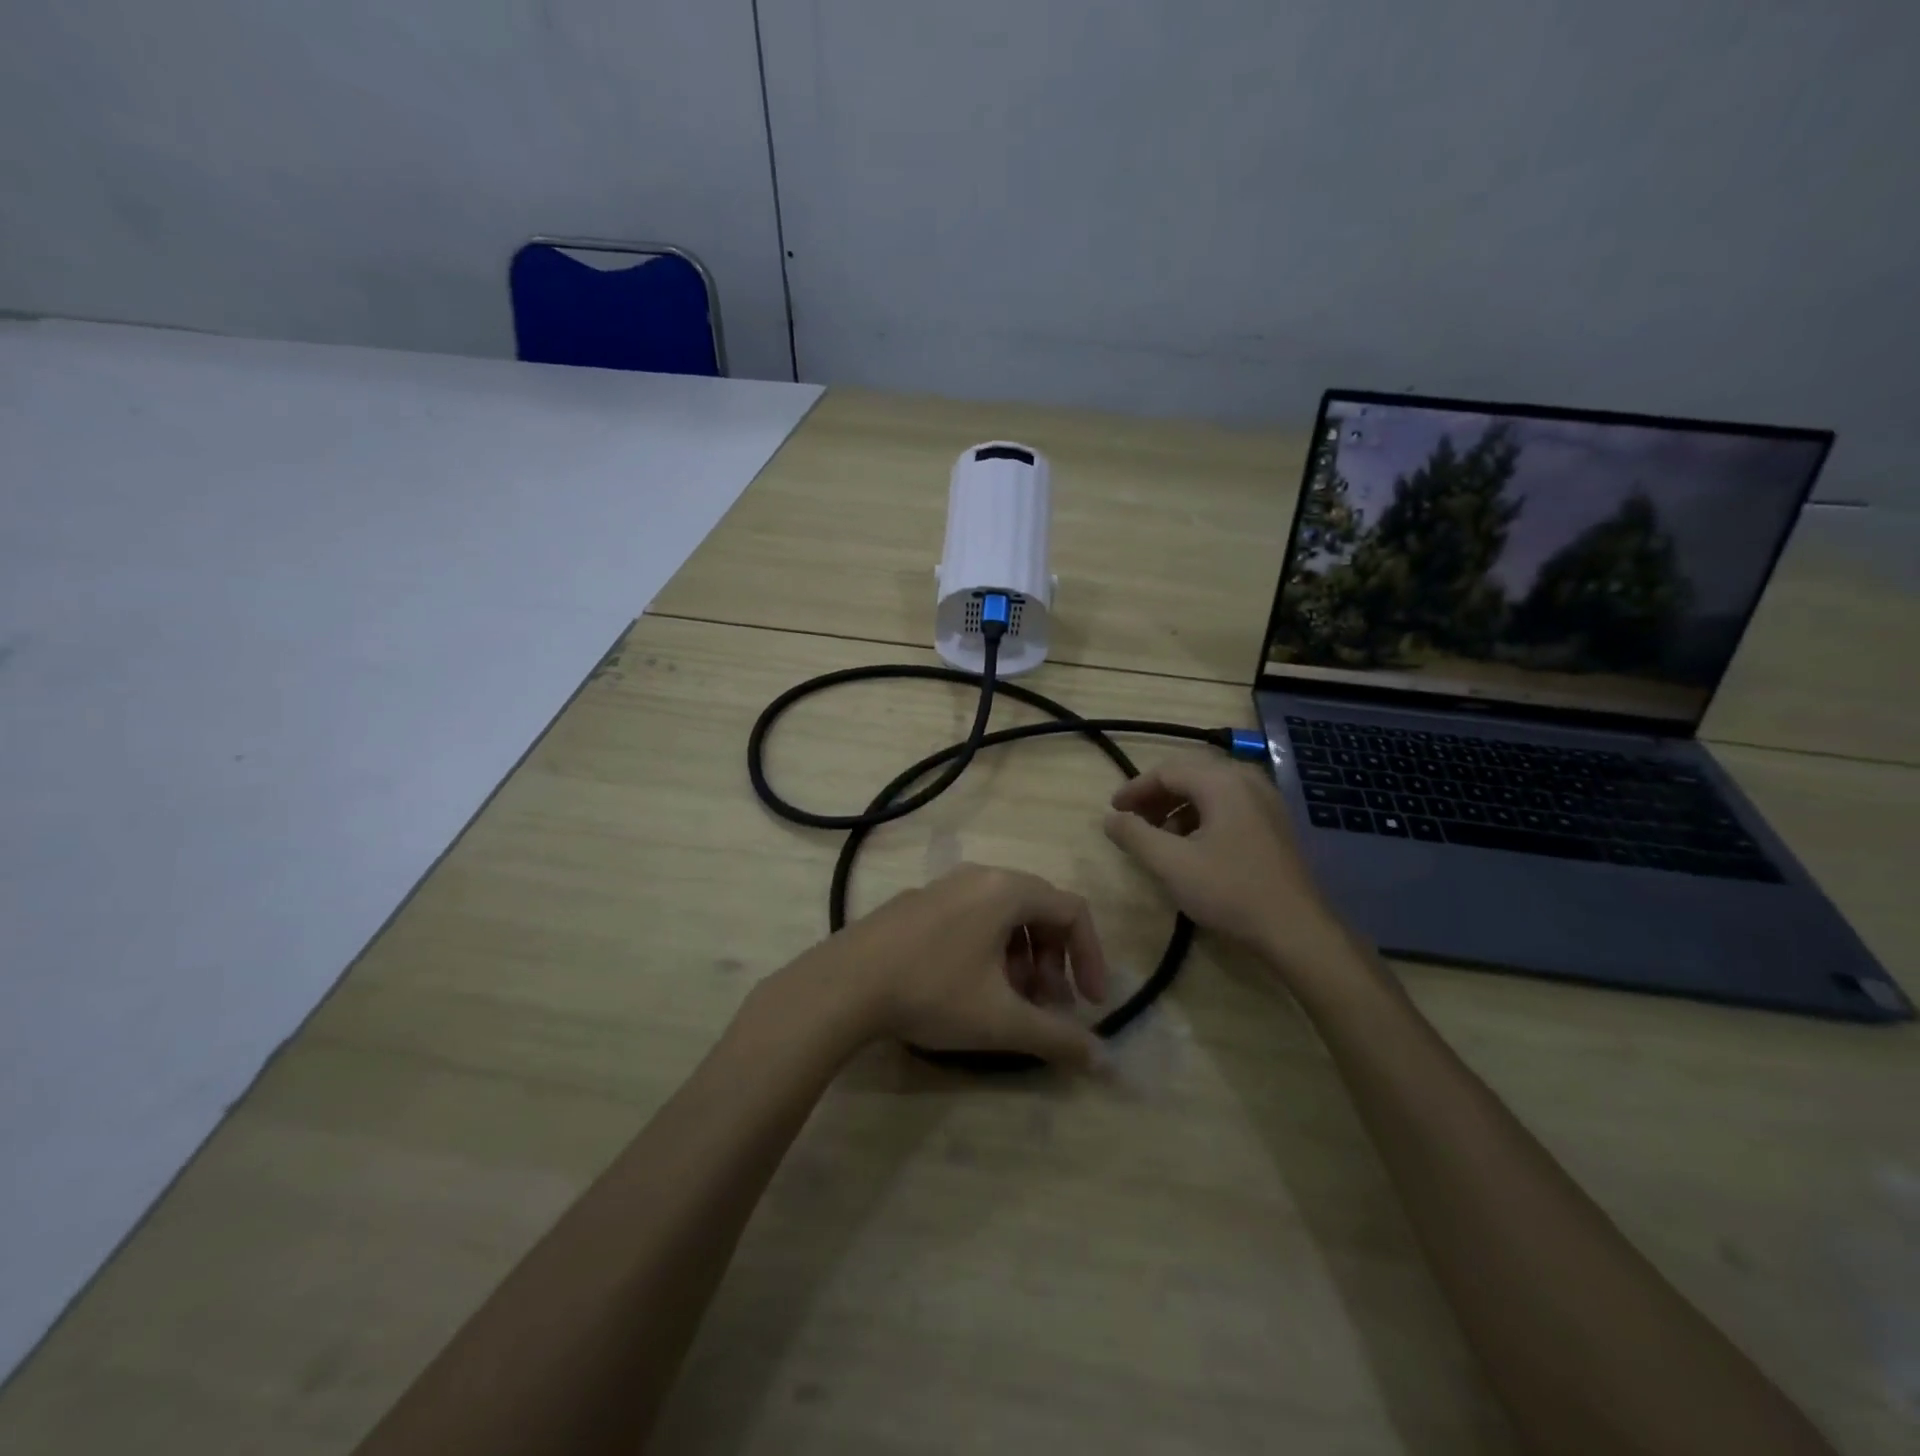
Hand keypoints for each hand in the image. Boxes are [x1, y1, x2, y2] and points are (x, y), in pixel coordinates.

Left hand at [797, 863, 1109, 1069]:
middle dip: (1054, 961)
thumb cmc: (933, 992)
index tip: (1090, 1003)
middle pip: (1039, 910)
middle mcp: (979, 876)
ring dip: (1022, 958)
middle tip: (1048, 1005)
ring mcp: (944, 886)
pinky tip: (971, 988)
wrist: (844, 983)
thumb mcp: (1001, 1021)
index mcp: (1006, 890)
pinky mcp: (918, 903)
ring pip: (1004, 915)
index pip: (1072, 911)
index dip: (1091, 957)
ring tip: (1011, 1001)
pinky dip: (990, 949)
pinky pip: (972, 916)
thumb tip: (1103, 1062)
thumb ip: (1057, 1038)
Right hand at [1103, 754, 1352, 978]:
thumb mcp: (1171, 864)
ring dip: (1178, 807)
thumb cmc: (1229, 891)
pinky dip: (1202, 817)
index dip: (1134, 789)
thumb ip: (1135, 836)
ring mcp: (1266, 801)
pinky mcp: (1274, 824)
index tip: (1113, 811)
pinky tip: (1192, 847)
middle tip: (1132, 821)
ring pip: (1210, 791)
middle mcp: (1247, 781)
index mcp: (1222, 782)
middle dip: (1156, 796)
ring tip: (1159, 837)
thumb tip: (1110, 818)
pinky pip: (1229, 805)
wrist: (1296, 929)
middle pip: (1190, 775)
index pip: (1167, 771)